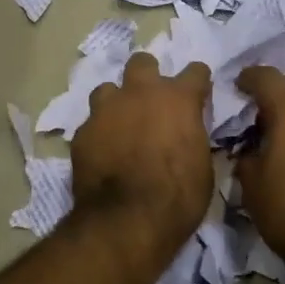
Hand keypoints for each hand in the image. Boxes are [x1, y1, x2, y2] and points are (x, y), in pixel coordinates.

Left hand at [69, 53, 214, 261]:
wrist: (127, 221)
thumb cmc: (178, 197)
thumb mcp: (202, 167)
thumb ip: (193, 138)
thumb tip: (187, 134)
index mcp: (178, 99)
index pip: (195, 71)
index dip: (198, 83)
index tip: (198, 96)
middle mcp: (140, 93)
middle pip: (142, 63)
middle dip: (148, 77)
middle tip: (151, 102)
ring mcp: (106, 110)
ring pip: (108, 89)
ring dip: (116, 102)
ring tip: (120, 125)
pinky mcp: (82, 132)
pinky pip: (91, 123)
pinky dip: (99, 133)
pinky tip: (102, 152)